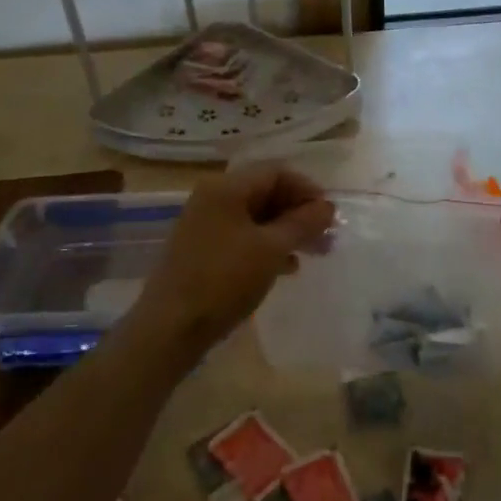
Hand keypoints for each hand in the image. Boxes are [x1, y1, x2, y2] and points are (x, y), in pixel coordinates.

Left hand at [135, 164, 334, 354]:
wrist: (170, 328)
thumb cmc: (224, 280)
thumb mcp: (271, 249)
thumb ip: (303, 223)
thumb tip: (327, 207)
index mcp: (226, 187)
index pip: (276, 172)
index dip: (308, 190)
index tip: (330, 216)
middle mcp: (213, 198)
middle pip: (266, 193)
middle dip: (300, 213)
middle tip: (327, 237)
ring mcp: (205, 224)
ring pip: (256, 218)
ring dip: (287, 231)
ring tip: (314, 253)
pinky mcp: (203, 250)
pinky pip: (243, 237)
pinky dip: (268, 246)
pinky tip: (287, 267)